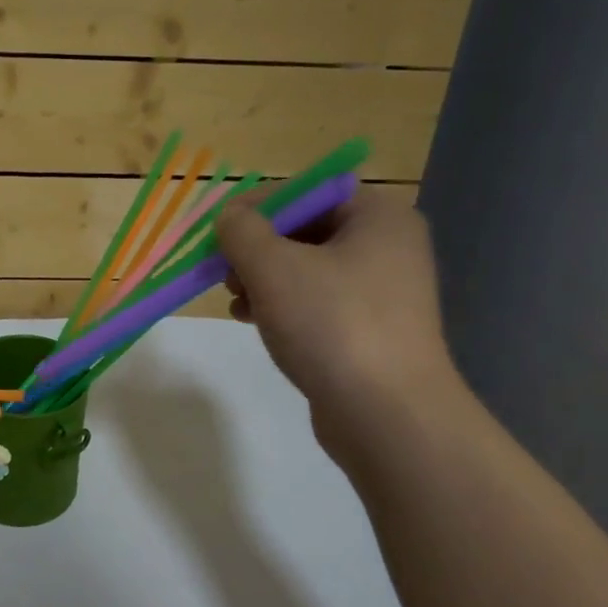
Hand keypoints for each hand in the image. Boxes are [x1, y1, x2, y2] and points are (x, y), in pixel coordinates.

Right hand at [216, 186, 462, 463]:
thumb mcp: (274, 268)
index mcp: (378, 217)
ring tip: (235, 301)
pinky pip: (317, 303)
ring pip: (307, 269)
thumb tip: (230, 217)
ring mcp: (383, 292)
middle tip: (224, 271)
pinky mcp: (371, 331)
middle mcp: (388, 247)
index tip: (219, 231)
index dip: (258, 205)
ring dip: (263, 278)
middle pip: (306, 230)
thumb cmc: (332, 325)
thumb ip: (242, 231)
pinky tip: (253, 321)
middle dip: (256, 248)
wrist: (387, 415)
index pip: (308, 191)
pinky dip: (282, 305)